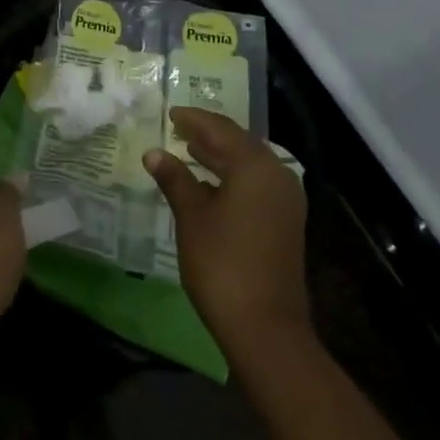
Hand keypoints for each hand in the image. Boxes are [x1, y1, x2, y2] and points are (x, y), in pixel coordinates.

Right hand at [145, 107, 311, 362]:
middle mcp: (276, 175)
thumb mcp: (191, 216)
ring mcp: (285, 201)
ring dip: (219, 156)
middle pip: (239, 143)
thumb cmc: (222, 262)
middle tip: (177, 128)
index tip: (170, 113)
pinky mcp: (284, 222)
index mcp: (255, 166)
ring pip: (248, 165)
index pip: (221, 129)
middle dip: (208, 135)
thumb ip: (174, 179)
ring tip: (188, 150)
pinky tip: (207, 184)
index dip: (194, 119)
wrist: (265, 326)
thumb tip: (154, 153)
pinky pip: (255, 184)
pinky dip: (231, 177)